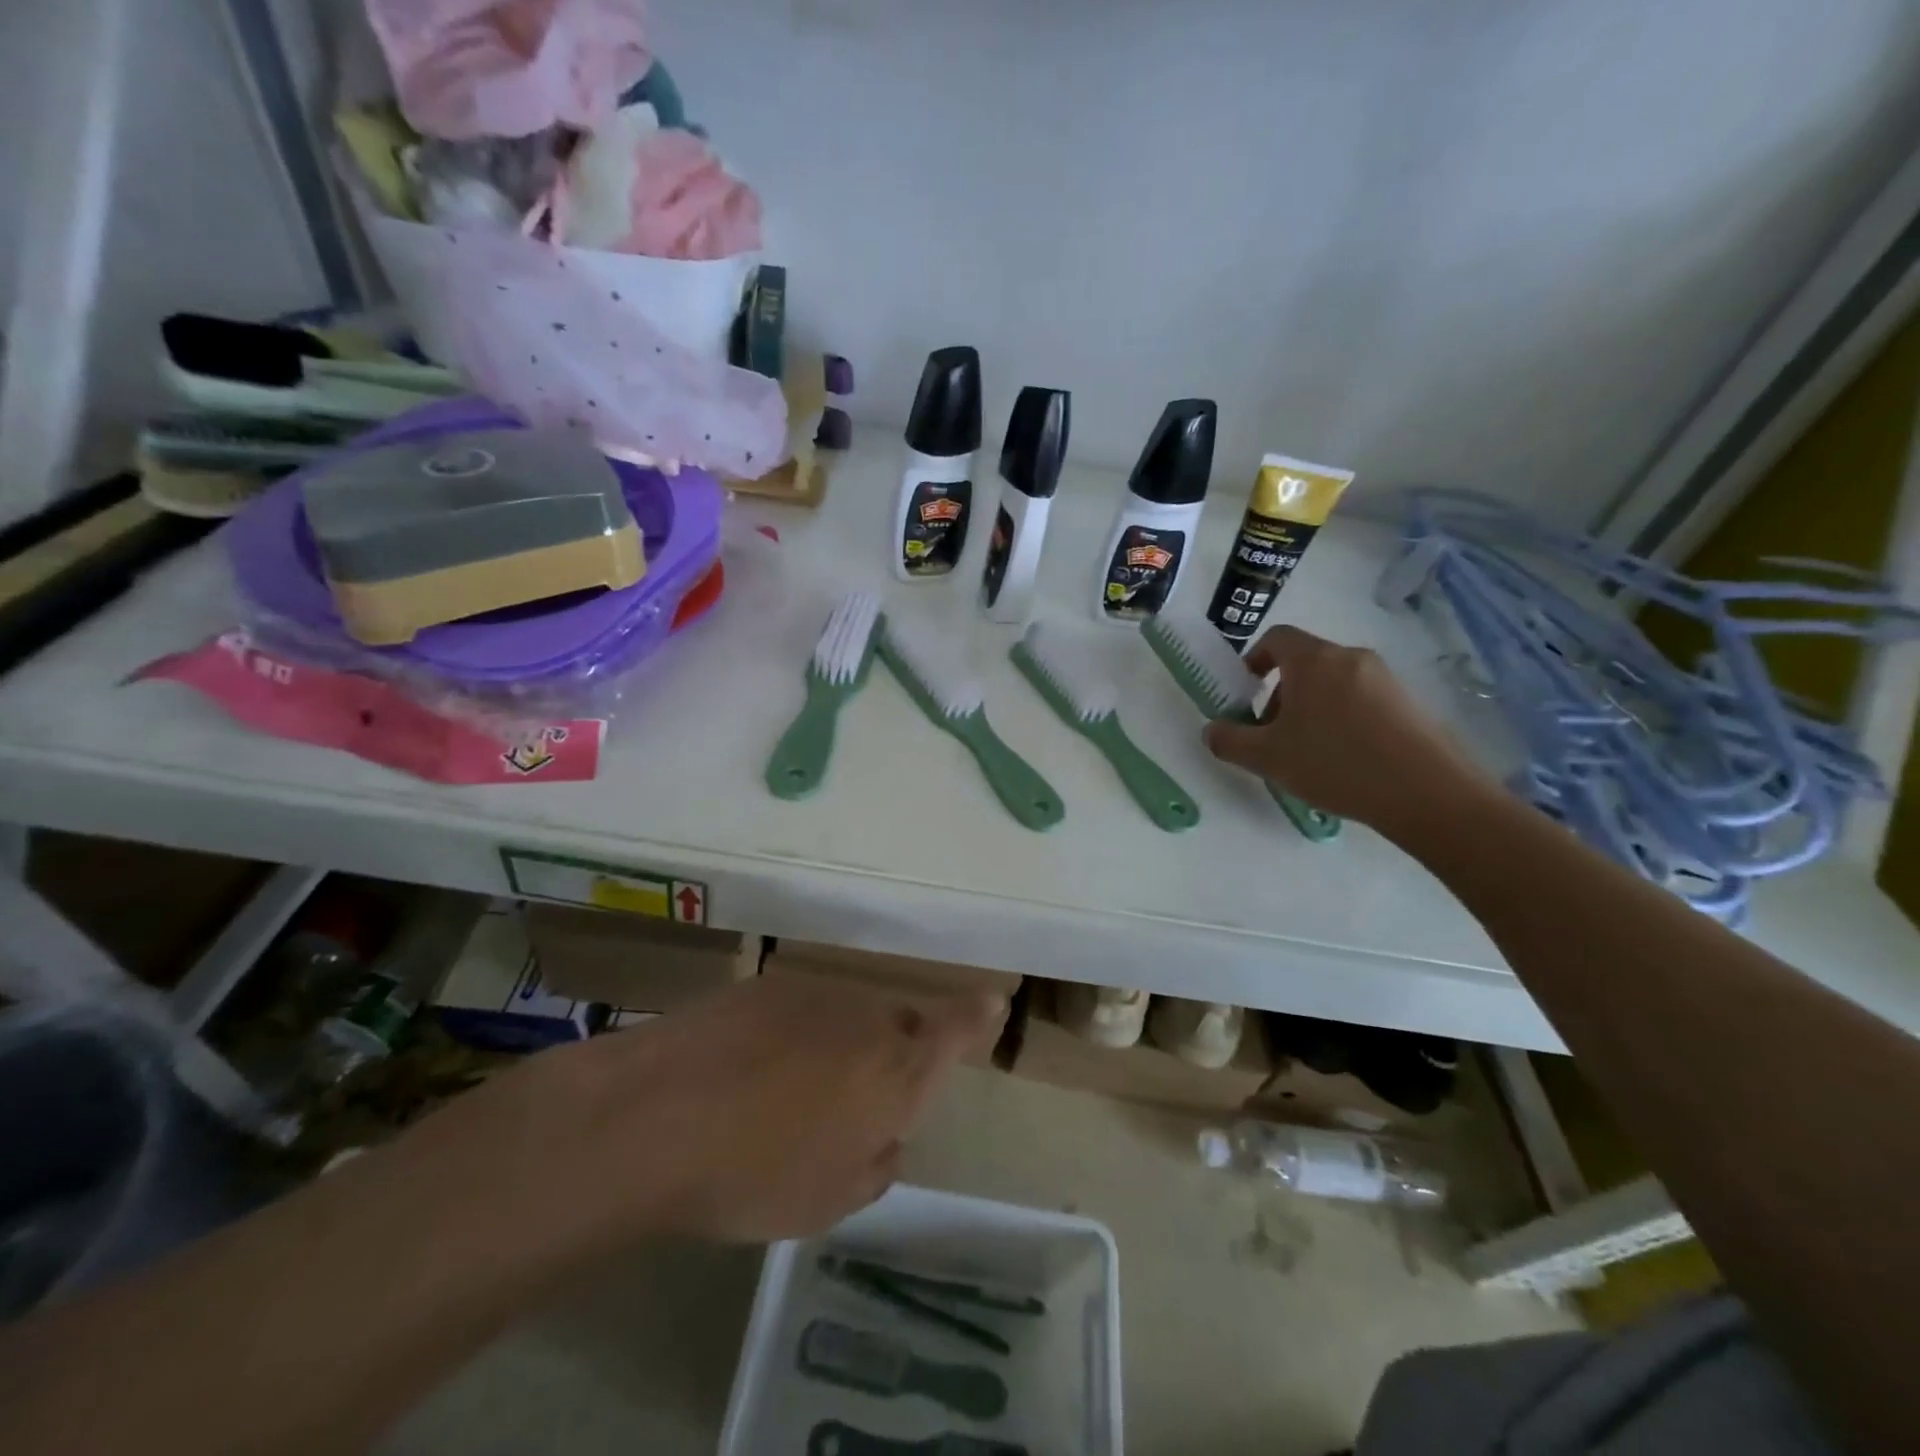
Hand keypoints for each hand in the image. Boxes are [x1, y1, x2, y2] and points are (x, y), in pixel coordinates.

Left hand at [408, 971, 1000, 1251]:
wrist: (655, 1115)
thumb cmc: (755, 1172)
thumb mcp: (830, 1200)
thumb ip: (875, 1162)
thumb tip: (882, 1137)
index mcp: (898, 1067)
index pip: (956, 1029)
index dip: (976, 1017)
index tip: (991, 1001)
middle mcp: (868, 1015)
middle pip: (900, 1025)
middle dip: (893, 1055)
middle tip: (857, 1103)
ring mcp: (814, 991)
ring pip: (849, 1016)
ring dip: (839, 1047)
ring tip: (791, 1096)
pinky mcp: (764, 983)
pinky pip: (803, 1008)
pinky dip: (795, 1035)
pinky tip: (750, 1073)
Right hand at [1203, 625, 1491, 835]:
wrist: (1426, 792)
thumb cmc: (1335, 763)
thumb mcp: (1267, 757)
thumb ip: (1230, 741)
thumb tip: (1211, 731)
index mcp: (1314, 660)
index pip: (1276, 637)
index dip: (1254, 659)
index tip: (1246, 692)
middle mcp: (1350, 657)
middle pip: (1305, 662)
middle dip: (1280, 693)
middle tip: (1272, 733)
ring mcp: (1385, 678)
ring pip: (1333, 682)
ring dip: (1311, 708)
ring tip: (1308, 752)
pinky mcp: (1409, 702)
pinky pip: (1361, 699)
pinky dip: (1342, 718)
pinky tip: (1344, 760)